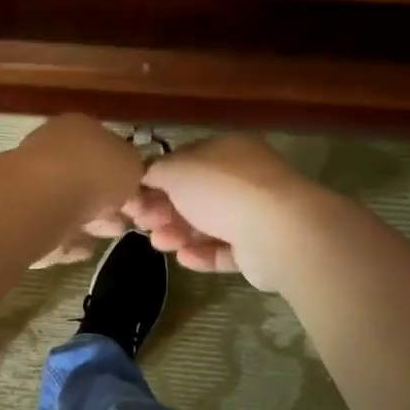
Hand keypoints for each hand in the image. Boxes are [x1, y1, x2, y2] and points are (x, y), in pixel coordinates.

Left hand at [18, 116, 143, 266]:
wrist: (41, 202)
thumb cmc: (92, 171)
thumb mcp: (132, 163)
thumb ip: (135, 169)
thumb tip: (130, 178)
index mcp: (77, 129)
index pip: (106, 149)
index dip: (128, 174)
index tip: (143, 197)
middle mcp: (52, 152)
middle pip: (89, 180)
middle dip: (111, 201)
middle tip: (131, 220)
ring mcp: (35, 187)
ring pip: (73, 207)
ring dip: (95, 221)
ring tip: (114, 234)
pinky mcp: (24, 221)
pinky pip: (55, 232)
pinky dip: (72, 240)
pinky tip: (88, 249)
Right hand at [129, 135, 322, 289]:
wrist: (276, 231)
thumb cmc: (222, 189)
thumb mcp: (177, 170)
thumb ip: (154, 171)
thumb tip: (143, 176)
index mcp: (228, 151)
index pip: (186, 161)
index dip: (156, 179)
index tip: (132, 198)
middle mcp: (244, 179)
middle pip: (195, 195)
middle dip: (164, 210)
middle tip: (142, 223)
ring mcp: (255, 214)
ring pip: (207, 225)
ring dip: (179, 233)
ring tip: (160, 243)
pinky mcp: (259, 249)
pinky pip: (224, 250)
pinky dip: (202, 254)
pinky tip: (183, 258)